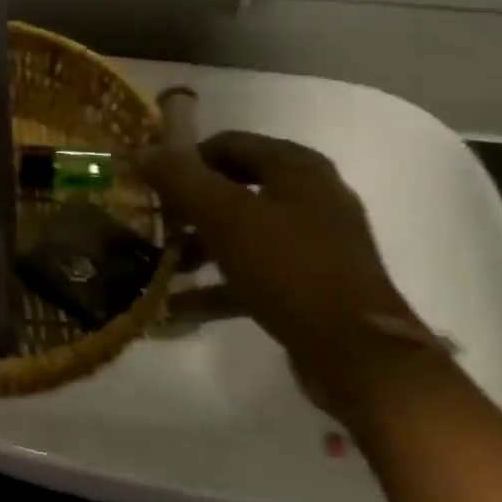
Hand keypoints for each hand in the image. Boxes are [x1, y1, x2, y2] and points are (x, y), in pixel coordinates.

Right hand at [139, 131, 438, 416]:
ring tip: (160, 266)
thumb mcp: (225, 217)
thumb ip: (180, 178)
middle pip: (234, 188)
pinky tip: (177, 306)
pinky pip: (254, 274)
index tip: (151, 183)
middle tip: (154, 223)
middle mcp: (310, 198)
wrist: (358, 357)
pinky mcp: (311, 287)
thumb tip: (143, 150)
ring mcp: (314, 245)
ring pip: (242, 233)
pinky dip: (218, 285)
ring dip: (199, 247)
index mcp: (297, 169)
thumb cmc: (289, 269)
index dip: (185, 159)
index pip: (229, 144)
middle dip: (188, 207)